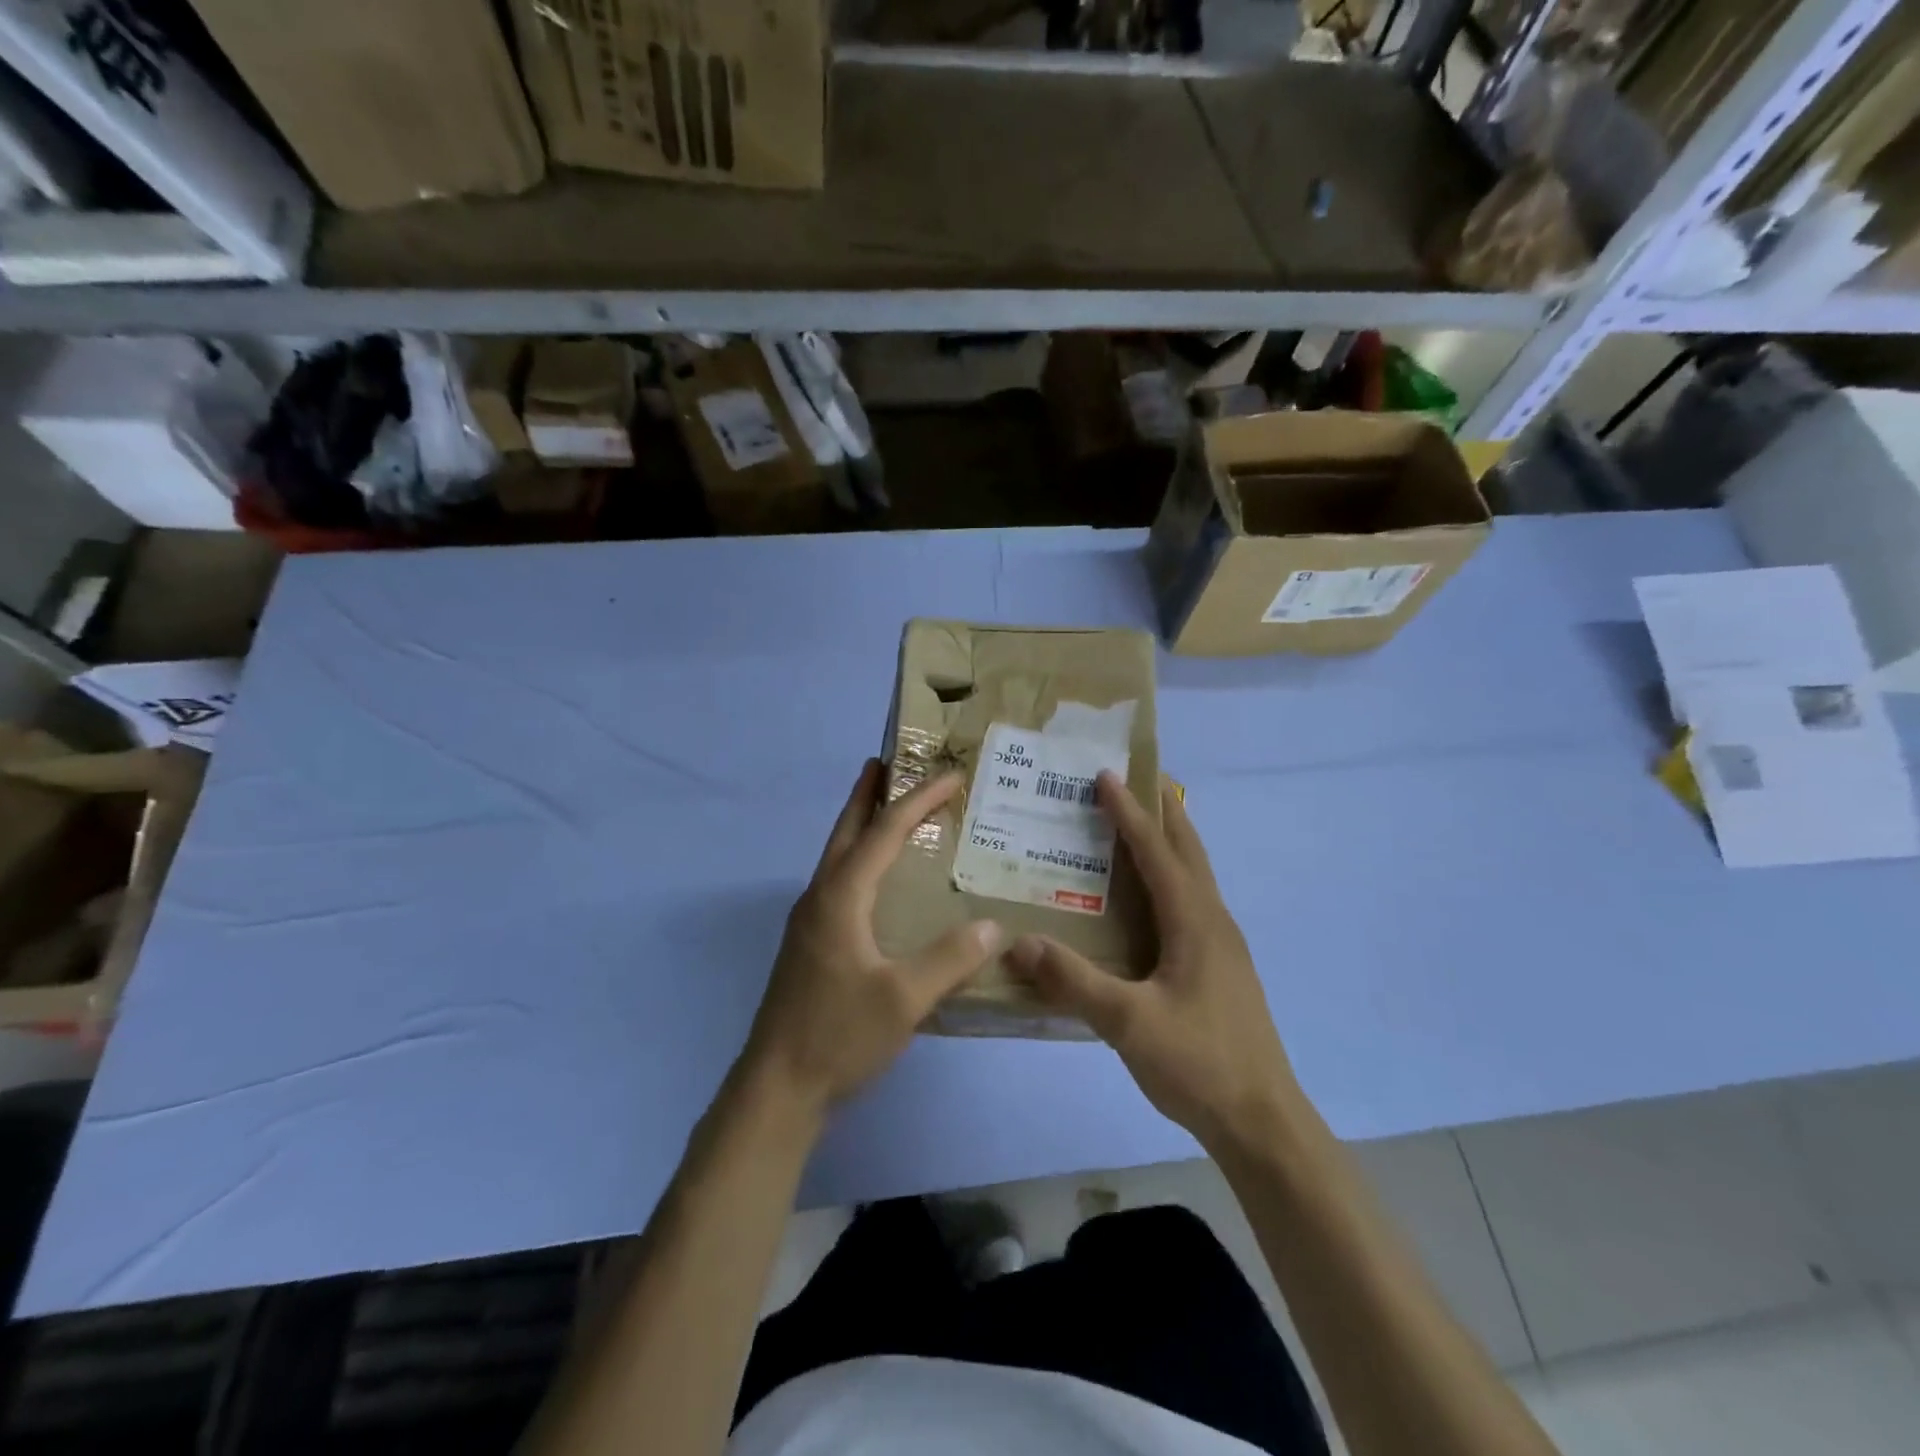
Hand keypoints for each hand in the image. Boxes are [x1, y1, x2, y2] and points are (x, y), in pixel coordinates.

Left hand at [740, 760, 1002, 1119]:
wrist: (777, 1088)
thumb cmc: (838, 1036)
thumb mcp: (904, 999)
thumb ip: (950, 959)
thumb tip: (992, 926)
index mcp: (840, 898)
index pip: (883, 833)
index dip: (918, 801)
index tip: (950, 777)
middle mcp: (820, 899)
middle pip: (845, 832)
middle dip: (867, 795)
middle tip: (887, 763)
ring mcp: (809, 923)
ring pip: (837, 857)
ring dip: (860, 826)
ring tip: (885, 811)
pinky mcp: (809, 946)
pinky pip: (838, 884)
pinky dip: (859, 861)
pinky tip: (877, 884)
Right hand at [1007, 772, 1299, 1152]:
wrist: (1262, 1122)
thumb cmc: (1199, 1063)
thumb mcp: (1129, 1024)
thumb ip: (1074, 982)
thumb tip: (1018, 943)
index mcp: (1194, 921)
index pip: (1156, 851)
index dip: (1129, 811)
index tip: (1105, 775)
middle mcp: (1213, 920)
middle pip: (1188, 849)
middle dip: (1163, 809)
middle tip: (1135, 778)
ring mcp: (1222, 944)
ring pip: (1195, 874)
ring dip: (1171, 840)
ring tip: (1142, 822)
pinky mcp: (1221, 966)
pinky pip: (1193, 900)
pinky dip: (1172, 876)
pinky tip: (1152, 897)